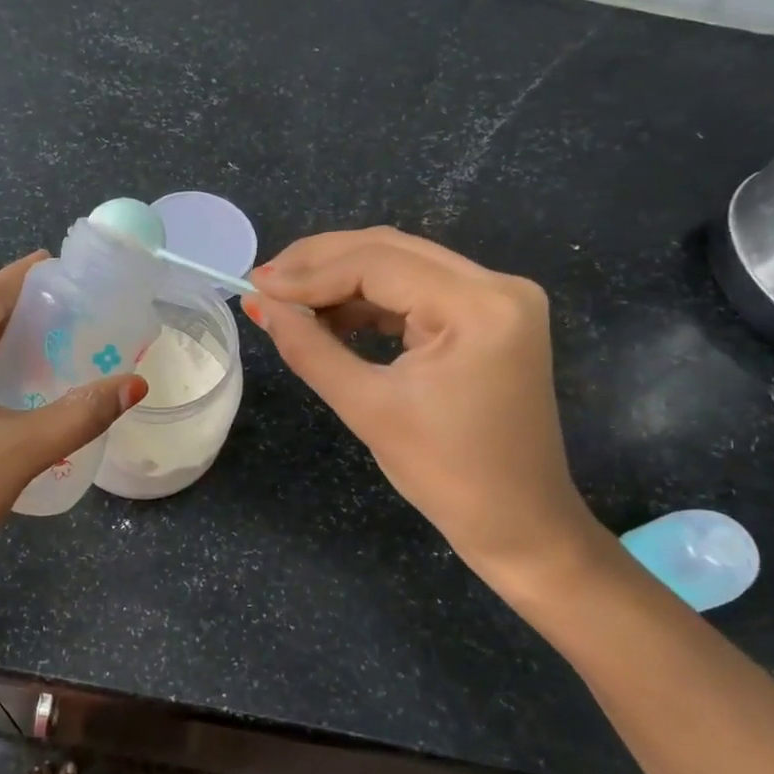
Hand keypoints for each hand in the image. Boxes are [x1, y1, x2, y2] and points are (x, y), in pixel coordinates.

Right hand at [245, 228, 607, 596]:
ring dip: (342, 279)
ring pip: (402, 265)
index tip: (255, 286)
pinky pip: (417, 290)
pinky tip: (330, 316)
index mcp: (479, 306)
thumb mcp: (368, 408)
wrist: (518, 523)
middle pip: (391, 250)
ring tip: (290, 302)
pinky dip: (370, 300)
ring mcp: (498, 298)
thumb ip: (308, 348)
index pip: (377, 264)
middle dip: (321, 264)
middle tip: (265, 284)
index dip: (309, 273)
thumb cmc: (446, 475)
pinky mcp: (488, 316)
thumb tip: (258, 304)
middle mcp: (497, 285)